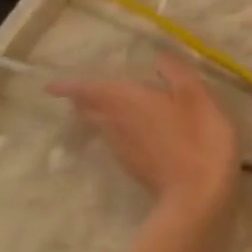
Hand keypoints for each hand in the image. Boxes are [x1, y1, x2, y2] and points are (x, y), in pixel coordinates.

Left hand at [49, 53, 239, 229]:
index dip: (71, 86)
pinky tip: (133, 134)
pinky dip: (117, 133)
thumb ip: (177, 73)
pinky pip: (117, 143)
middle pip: (91, 110)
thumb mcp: (197, 98)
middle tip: (81, 93)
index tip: (52, 85)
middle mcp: (117, 124)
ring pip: (103, 127)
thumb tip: (159, 56)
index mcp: (128, 101)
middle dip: (84, 100)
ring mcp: (124, 150)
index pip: (89, 90)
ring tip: (103, 109)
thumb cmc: (199, 139)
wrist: (198, 195)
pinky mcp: (136, 168)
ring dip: (99, 117)